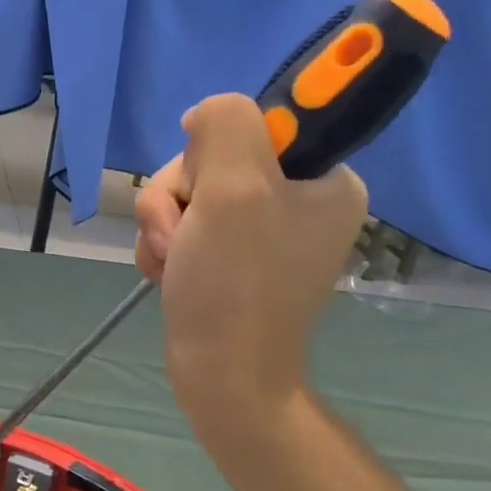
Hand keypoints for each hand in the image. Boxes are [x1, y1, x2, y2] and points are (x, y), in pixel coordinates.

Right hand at [136, 95, 365, 447]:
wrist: (223, 374)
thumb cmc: (236, 283)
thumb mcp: (234, 186)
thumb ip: (225, 124)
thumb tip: (206, 116)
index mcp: (325, 180)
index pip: (257, 123)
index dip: (217, 149)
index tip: (210, 183)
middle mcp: (298, 201)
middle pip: (211, 159)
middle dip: (181, 196)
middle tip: (187, 234)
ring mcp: (260, 231)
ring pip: (187, 192)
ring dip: (166, 224)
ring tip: (176, 261)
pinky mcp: (229, 256)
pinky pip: (182, 225)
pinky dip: (166, 246)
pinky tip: (171, 272)